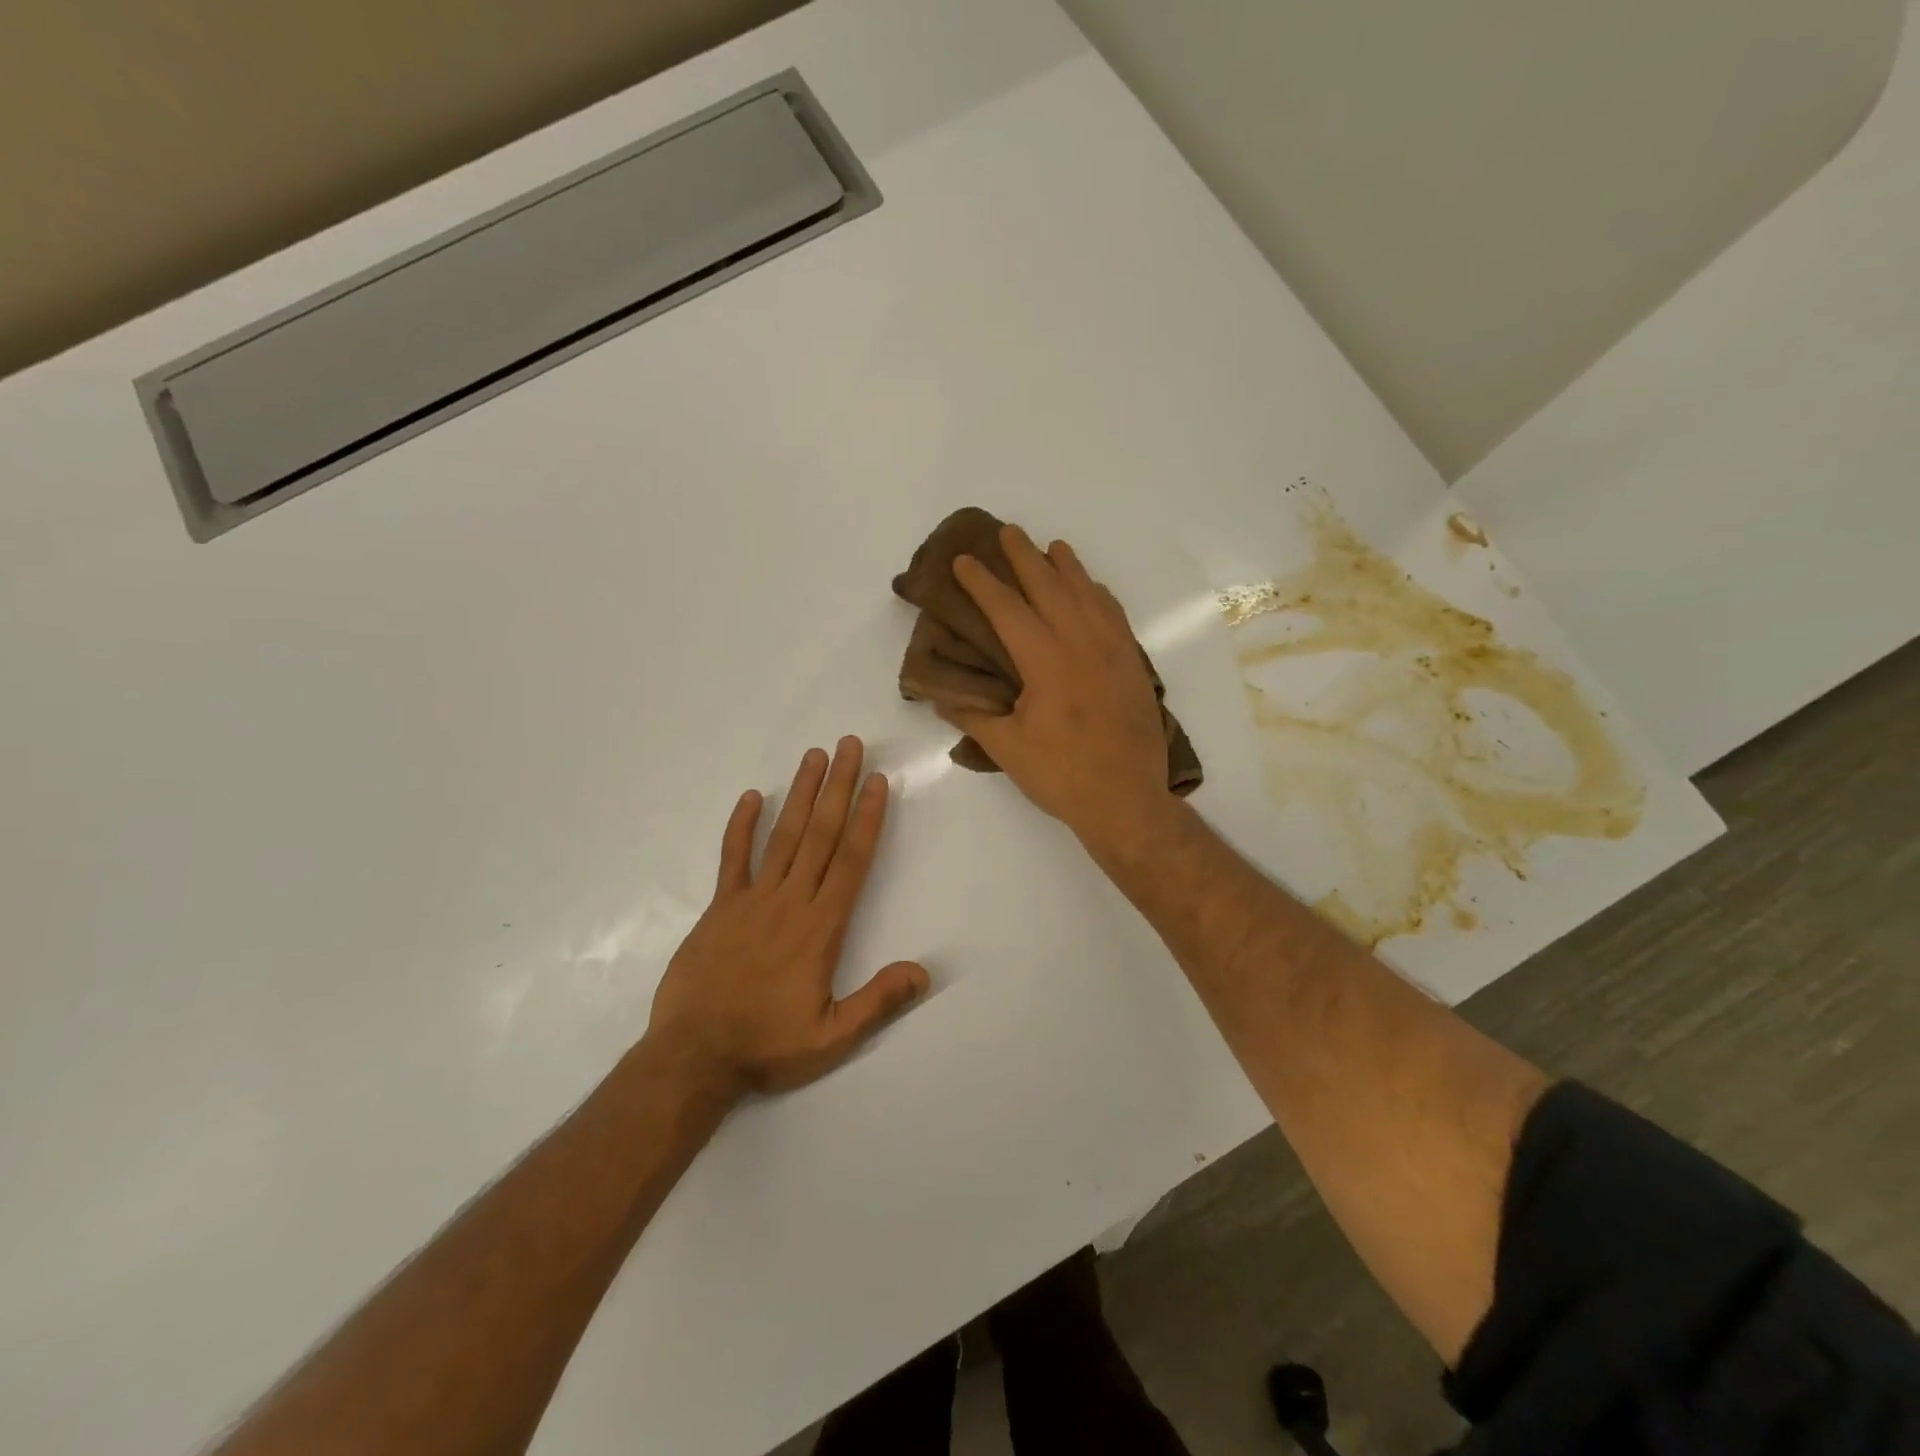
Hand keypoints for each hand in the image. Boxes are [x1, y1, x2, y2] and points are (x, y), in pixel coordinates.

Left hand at [646, 737, 928, 1098]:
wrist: (692, 1057)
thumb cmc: (766, 1046)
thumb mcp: (832, 1037)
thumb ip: (878, 1001)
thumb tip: (925, 971)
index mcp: (820, 927)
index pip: (850, 860)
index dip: (866, 817)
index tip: (876, 781)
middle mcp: (789, 902)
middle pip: (819, 834)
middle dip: (837, 787)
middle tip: (849, 745)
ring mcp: (750, 900)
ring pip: (781, 836)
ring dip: (799, 794)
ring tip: (814, 756)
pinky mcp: (719, 908)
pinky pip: (732, 858)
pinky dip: (740, 826)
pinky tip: (750, 796)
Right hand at [942, 525, 1170, 850]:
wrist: (1127, 799)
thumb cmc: (1061, 775)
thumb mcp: (1007, 749)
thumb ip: (974, 716)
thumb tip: (941, 697)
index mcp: (1044, 661)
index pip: (1007, 609)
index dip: (982, 582)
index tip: (965, 560)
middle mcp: (1080, 643)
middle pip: (1049, 587)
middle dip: (1025, 557)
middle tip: (1008, 531)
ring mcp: (1112, 651)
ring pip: (1087, 594)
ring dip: (1067, 567)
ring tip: (1053, 547)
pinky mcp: (1132, 664)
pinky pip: (1115, 614)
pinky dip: (1099, 594)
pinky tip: (1093, 589)